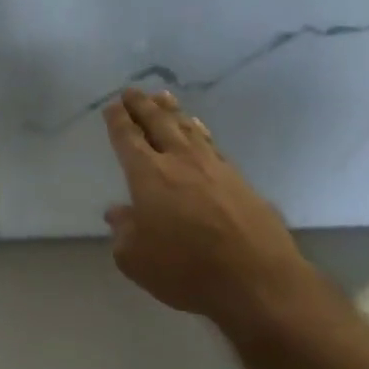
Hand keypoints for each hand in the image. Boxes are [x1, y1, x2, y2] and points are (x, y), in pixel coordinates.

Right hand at [103, 88, 314, 324]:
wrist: (256, 278)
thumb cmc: (185, 269)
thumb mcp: (136, 258)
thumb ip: (123, 231)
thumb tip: (118, 212)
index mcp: (148, 175)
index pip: (128, 139)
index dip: (118, 121)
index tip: (112, 106)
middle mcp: (180, 161)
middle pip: (158, 123)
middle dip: (142, 106)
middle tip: (132, 91)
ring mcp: (214, 167)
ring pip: (188, 128)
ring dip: (172, 111)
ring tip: (163, 98)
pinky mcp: (240, 179)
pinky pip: (211, 143)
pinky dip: (199, 130)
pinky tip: (198, 130)